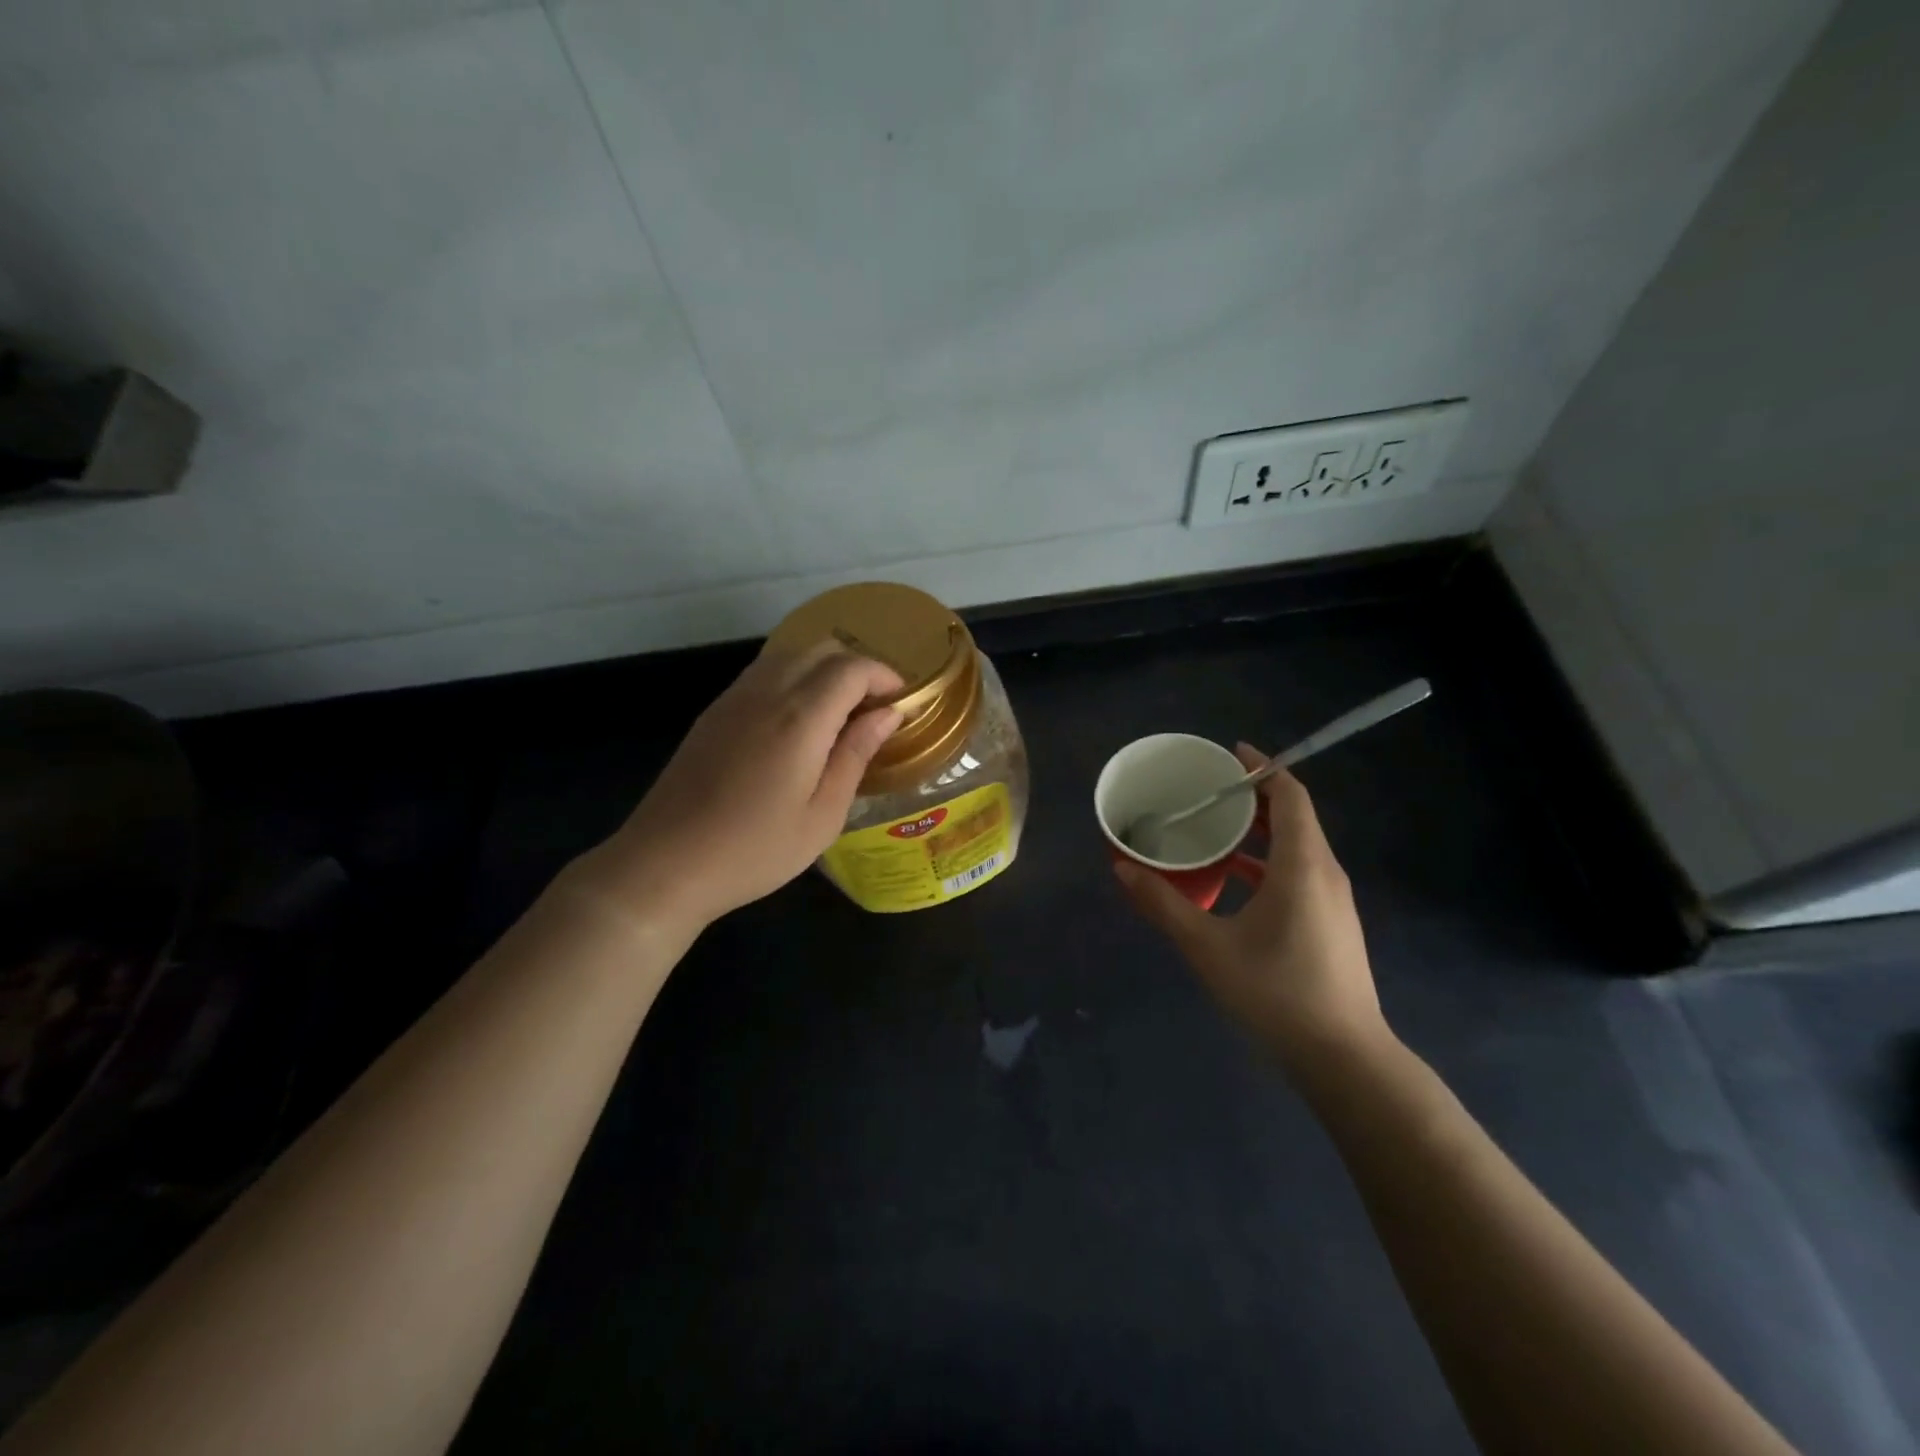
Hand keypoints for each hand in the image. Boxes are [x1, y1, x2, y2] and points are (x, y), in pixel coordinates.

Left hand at [573, 641, 902, 934]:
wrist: (665, 864)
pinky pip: (764, 673)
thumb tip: (888, 714)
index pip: (852, 668)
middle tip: (874, 709)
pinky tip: (799, 723)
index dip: (884, 676)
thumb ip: (856, 755)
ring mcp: (734, 698)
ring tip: (841, 714)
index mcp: (800, 718)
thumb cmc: (754, 851)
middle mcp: (766, 693)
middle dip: (857, 667)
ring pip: (790, 654)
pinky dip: (794, 679)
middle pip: (821, 649)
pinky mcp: (714, 712)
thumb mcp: (822, 815)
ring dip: (824, 670)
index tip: (901, 703)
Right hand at [1114, 744, 1389, 1078]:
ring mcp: (1332, 900)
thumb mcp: (1208, 947)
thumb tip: (1121, 868)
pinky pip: (1298, 872)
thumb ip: (1163, 904)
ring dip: (1259, 830)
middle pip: (1294, 816)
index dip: (1262, 769)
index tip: (1229, 754)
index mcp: (1302, 865)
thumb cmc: (1276, 993)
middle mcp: (1324, 872)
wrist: (1344, 1059)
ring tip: (1213, 826)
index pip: (1290, 796)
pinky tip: (1232, 878)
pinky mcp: (1331, 923)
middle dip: (1253, 796)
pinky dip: (1266, 860)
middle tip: (1207, 789)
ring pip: (1297, 846)